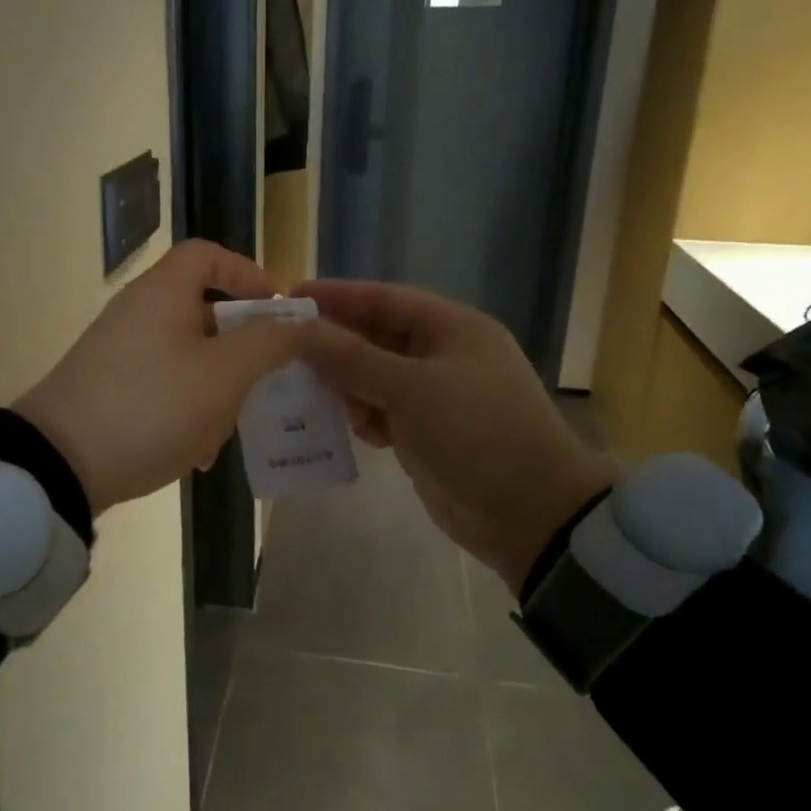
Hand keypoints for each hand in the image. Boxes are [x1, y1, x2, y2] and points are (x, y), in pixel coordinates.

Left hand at [13, 240, 305, 516]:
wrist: (59, 464)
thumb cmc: (152, 406)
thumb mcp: (223, 374)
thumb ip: (268, 341)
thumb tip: (296, 322)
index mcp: (163, 292)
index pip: (207, 254)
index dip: (247, 273)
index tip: (276, 310)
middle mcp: (138, 312)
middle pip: (202, 309)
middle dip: (240, 344)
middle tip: (266, 376)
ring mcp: (119, 351)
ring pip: (187, 354)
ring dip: (217, 384)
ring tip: (233, 425)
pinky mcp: (108, 387)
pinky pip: (162, 384)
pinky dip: (187, 406)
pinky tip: (198, 451)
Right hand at [294, 280, 614, 593]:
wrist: (530, 514)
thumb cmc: (476, 432)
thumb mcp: (410, 388)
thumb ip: (351, 358)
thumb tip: (299, 330)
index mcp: (451, 328)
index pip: (383, 299)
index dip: (336, 295)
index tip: (289, 296)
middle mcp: (442, 355)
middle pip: (374, 337)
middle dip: (332, 342)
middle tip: (280, 346)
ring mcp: (434, 396)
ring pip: (373, 376)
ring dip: (341, 382)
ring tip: (299, 387)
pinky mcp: (424, 432)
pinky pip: (380, 411)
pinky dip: (359, 414)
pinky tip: (338, 423)